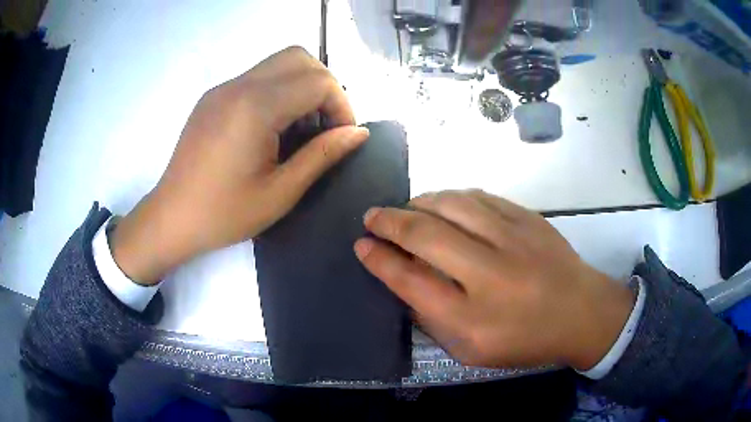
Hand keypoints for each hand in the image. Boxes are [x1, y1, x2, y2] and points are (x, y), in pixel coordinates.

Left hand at [112, 46, 368, 284]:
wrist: (172, 218)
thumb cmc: (224, 214)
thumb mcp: (281, 193)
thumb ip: (323, 155)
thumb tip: (359, 133)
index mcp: (256, 107)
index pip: (318, 81)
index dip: (341, 106)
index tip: (341, 137)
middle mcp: (239, 85)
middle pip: (299, 58)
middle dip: (324, 86)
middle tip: (323, 125)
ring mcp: (223, 87)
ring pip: (278, 62)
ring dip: (301, 85)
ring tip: (299, 126)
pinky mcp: (213, 96)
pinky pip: (257, 76)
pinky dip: (278, 90)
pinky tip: (272, 127)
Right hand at [354, 190, 634, 370]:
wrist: (582, 313)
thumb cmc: (525, 339)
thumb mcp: (473, 350)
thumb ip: (435, 318)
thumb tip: (403, 277)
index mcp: (472, 318)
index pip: (410, 280)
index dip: (379, 259)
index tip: (361, 244)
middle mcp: (490, 274)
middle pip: (425, 235)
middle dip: (389, 221)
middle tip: (371, 216)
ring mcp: (513, 239)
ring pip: (451, 204)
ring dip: (418, 202)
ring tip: (404, 208)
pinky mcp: (528, 218)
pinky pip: (479, 197)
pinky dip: (451, 197)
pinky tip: (442, 203)